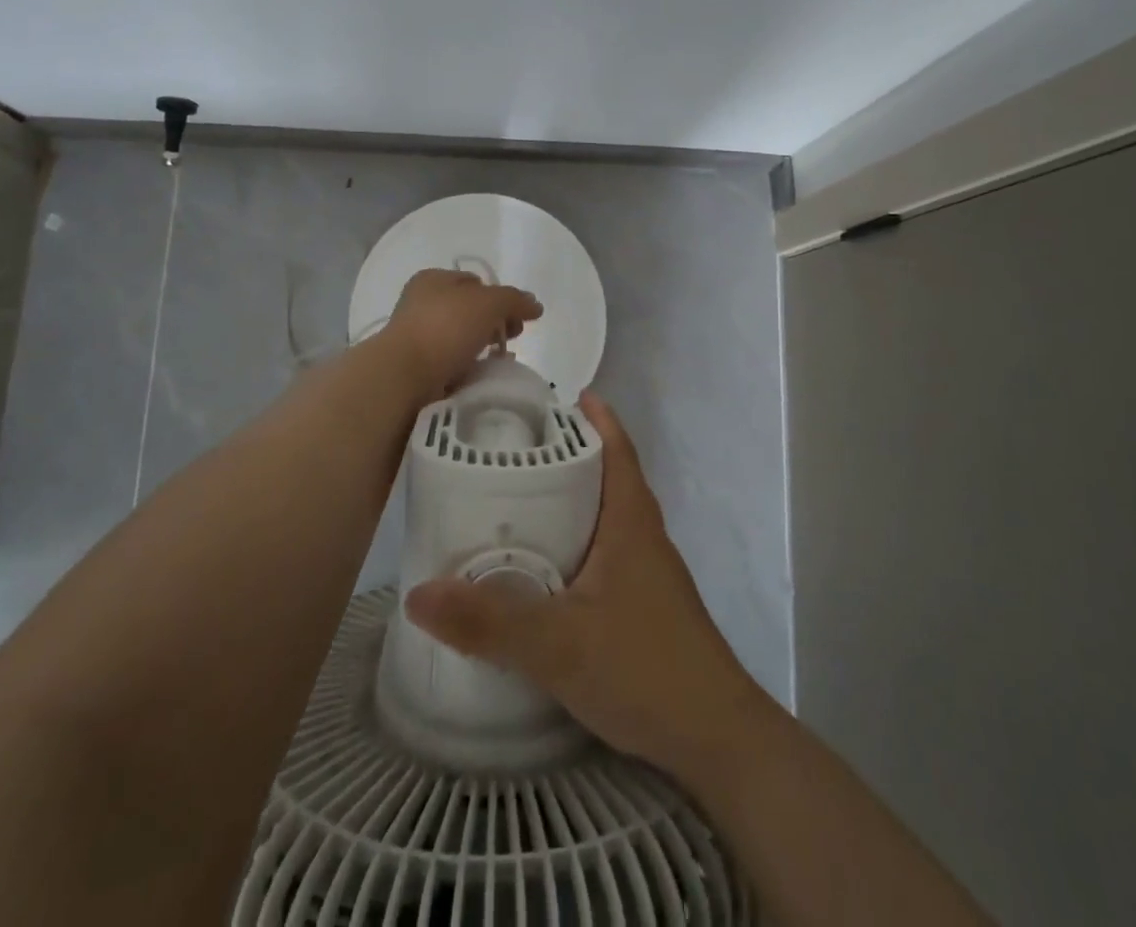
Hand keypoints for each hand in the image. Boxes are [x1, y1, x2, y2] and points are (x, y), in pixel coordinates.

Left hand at [381, 269, 542, 401]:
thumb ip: (515, 300)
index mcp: (433, 280)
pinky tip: (483, 376)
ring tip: (501, 360)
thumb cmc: (446, 327)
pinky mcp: (417, 366)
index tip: (517, 316)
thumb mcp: (489, 303)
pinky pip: (452, 363)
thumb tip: (535, 305)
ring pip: (462, 338)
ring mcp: (417, 336)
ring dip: (484, 347)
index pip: (475, 282)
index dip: (500, 296)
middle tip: (513, 337)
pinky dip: (469, 368)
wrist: (404, 375)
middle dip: (496, 323)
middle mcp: (422, 303)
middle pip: (471, 311)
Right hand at [404, 391, 763, 777]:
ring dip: (573, 500)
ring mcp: (649, 572)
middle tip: (515, 450)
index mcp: (631, 521)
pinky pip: (607, 552)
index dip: (595, 418)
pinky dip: (577, 541)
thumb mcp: (558, 644)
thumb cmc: (645, 667)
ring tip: (519, 501)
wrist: (717, 738)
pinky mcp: (646, 605)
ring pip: (607, 517)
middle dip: (570, 456)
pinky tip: (546, 569)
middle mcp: (644, 535)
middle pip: (609, 476)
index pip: (617, 448)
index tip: (560, 397)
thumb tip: (419, 593)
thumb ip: (489, 621)